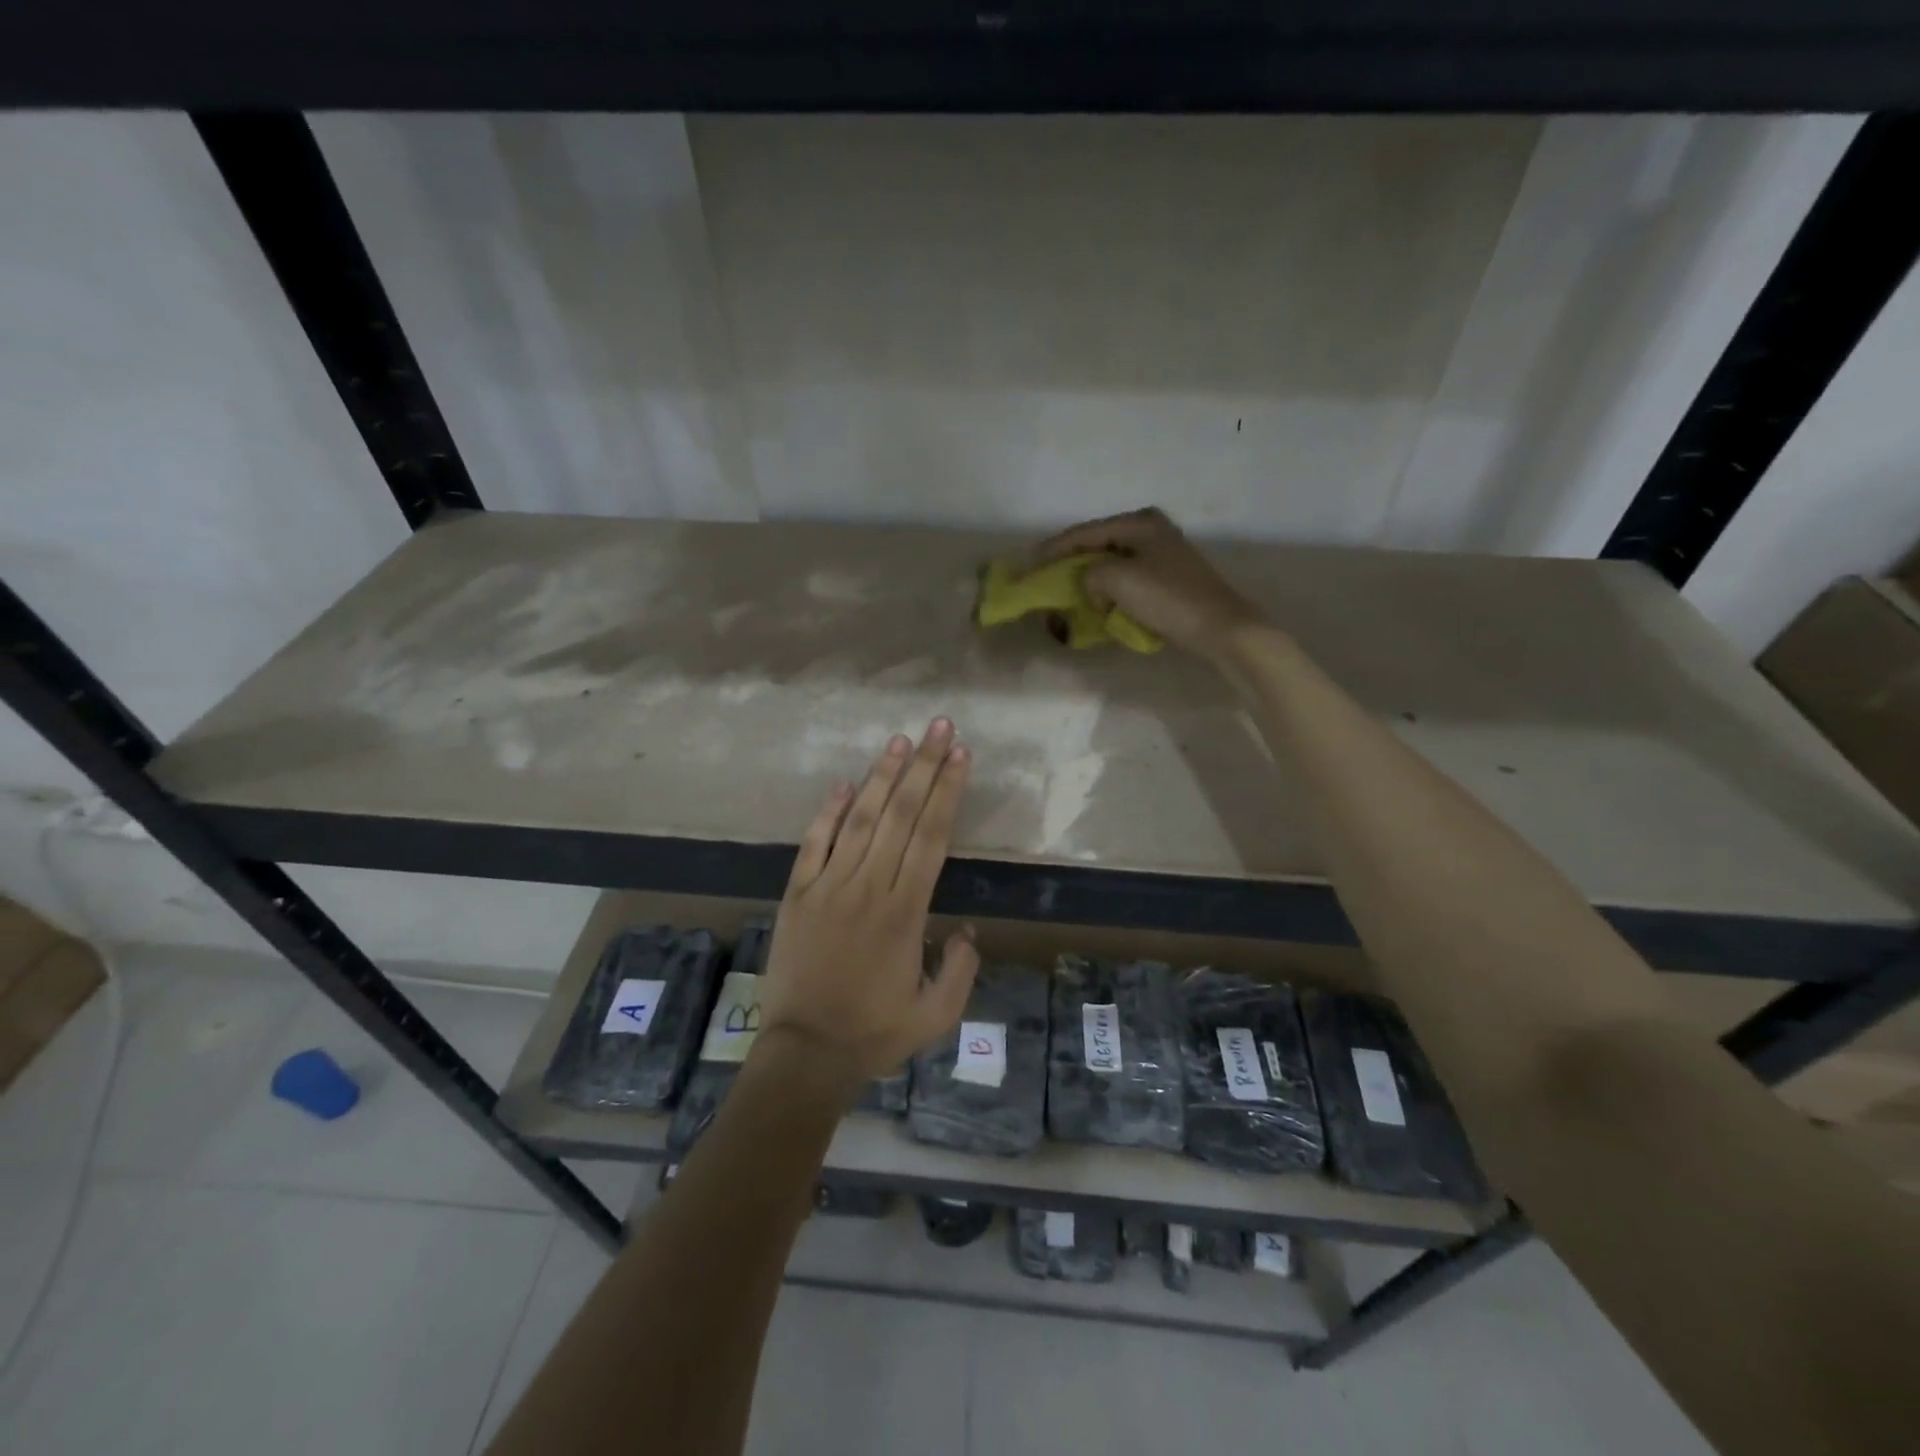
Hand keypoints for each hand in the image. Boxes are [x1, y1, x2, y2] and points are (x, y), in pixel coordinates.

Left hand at [757, 718, 979, 1090]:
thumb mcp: (936, 1016)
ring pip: (859, 819)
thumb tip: (966, 930)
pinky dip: (828, 812)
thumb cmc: (874, 1034)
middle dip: (923, 766)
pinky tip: (845, 784)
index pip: (931, 836)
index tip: (960, 755)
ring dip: (881, 777)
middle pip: (900, 815)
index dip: (947, 791)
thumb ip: (961, 970)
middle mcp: (868, 887)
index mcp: (905, 911)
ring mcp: (828, 886)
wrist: (804, 1054)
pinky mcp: (797, 894)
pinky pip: (813, 844)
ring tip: (898, 741)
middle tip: (939, 727)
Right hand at [1035, 507, 1266, 660]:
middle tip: (1046, 581)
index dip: (1053, 550)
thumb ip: (1089, 575)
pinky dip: (1109, 590)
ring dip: (1089, 579)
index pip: (1083, 532)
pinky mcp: (1169, 578)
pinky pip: (1127, 579)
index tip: (1029, 566)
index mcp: (1138, 522)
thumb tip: (1092, 585)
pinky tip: (1098, 603)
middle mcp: (1150, 530)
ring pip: (1112, 563)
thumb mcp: (1117, 580)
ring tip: (1067, 594)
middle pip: (1097, 545)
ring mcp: (1162, 554)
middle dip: (1070, 564)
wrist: (1220, 628)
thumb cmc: (1168, 598)